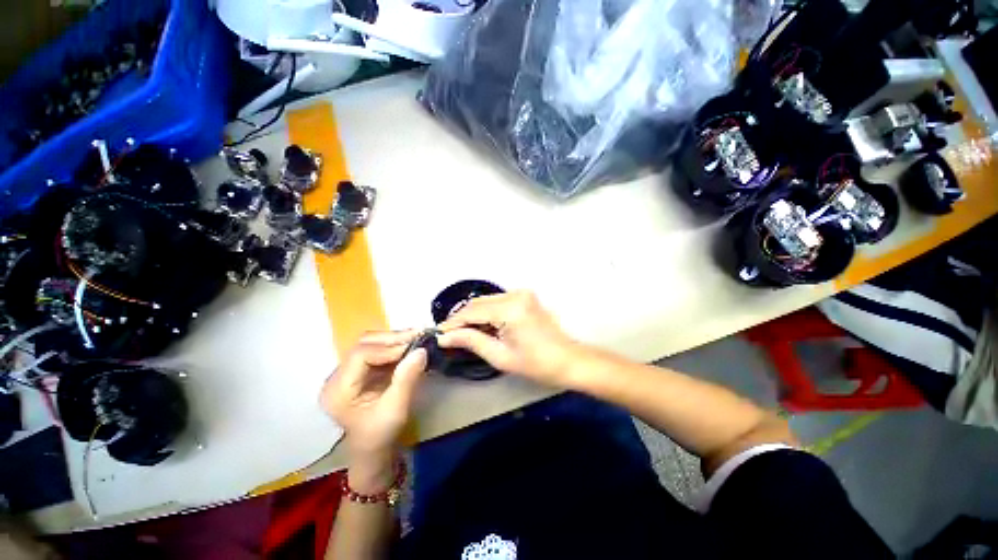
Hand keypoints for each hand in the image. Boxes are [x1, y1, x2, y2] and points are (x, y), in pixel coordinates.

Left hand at [321, 331, 426, 490]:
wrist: (373, 449)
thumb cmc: (380, 435)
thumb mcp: (396, 410)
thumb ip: (407, 379)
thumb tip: (421, 350)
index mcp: (338, 390)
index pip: (361, 355)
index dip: (389, 348)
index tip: (414, 347)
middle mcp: (338, 376)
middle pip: (364, 344)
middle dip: (393, 339)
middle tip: (418, 336)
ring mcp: (349, 371)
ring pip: (371, 343)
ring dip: (395, 340)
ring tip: (417, 338)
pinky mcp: (360, 370)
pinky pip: (378, 350)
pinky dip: (395, 346)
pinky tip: (410, 346)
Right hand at [438, 291, 581, 387]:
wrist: (568, 360)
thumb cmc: (536, 364)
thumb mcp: (500, 356)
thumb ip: (471, 341)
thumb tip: (445, 337)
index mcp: (510, 308)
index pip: (472, 311)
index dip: (453, 322)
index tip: (439, 333)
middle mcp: (515, 294)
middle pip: (479, 303)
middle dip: (462, 318)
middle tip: (449, 334)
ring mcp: (522, 293)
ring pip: (487, 301)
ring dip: (474, 315)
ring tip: (462, 332)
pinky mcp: (526, 297)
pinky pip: (498, 301)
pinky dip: (487, 312)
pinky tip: (481, 326)